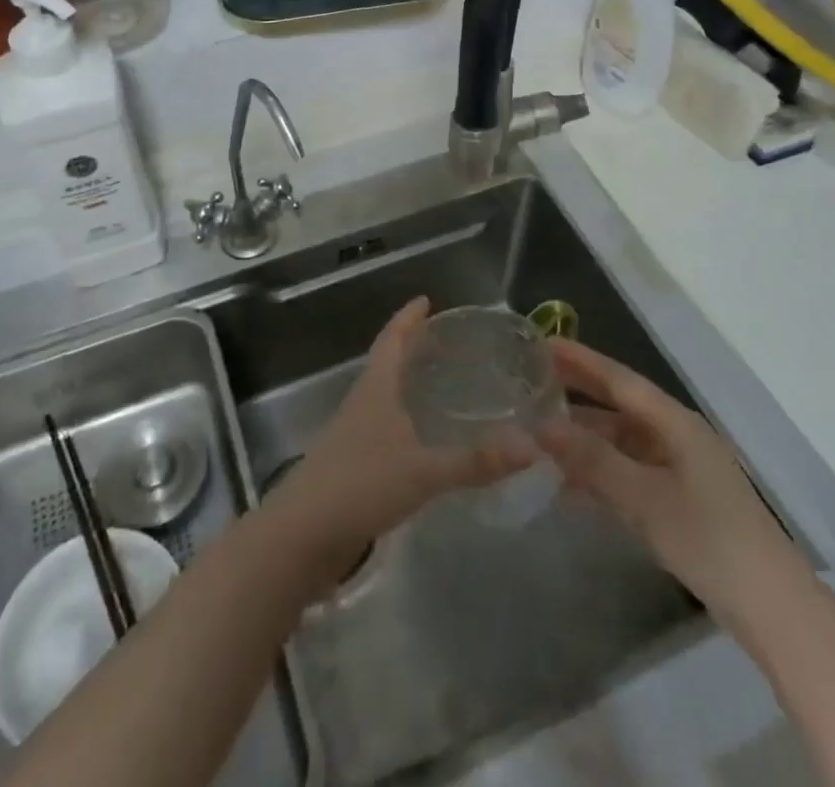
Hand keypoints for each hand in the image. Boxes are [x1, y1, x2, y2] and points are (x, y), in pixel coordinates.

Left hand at [271, 298, 531, 586]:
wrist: (302, 535)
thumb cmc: (361, 485)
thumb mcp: (423, 471)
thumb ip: (476, 461)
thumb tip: (532, 446)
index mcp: (376, 387)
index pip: (392, 338)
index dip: (408, 318)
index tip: (426, 300)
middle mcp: (363, 401)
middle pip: (388, 361)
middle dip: (413, 346)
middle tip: (447, 340)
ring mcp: (355, 432)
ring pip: (386, 393)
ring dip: (409, 381)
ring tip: (442, 381)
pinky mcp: (353, 462)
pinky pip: (385, 424)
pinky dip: (406, 416)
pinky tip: (425, 436)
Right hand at [537, 339, 778, 607]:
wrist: (773, 609)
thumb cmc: (709, 540)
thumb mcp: (644, 498)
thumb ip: (593, 460)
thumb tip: (542, 425)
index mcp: (675, 423)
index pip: (620, 380)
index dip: (581, 360)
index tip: (544, 343)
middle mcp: (677, 436)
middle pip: (620, 407)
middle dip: (578, 395)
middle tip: (533, 381)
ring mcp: (681, 470)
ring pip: (622, 443)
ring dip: (585, 440)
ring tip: (539, 435)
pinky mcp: (681, 502)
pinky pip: (630, 473)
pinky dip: (600, 473)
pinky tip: (569, 486)